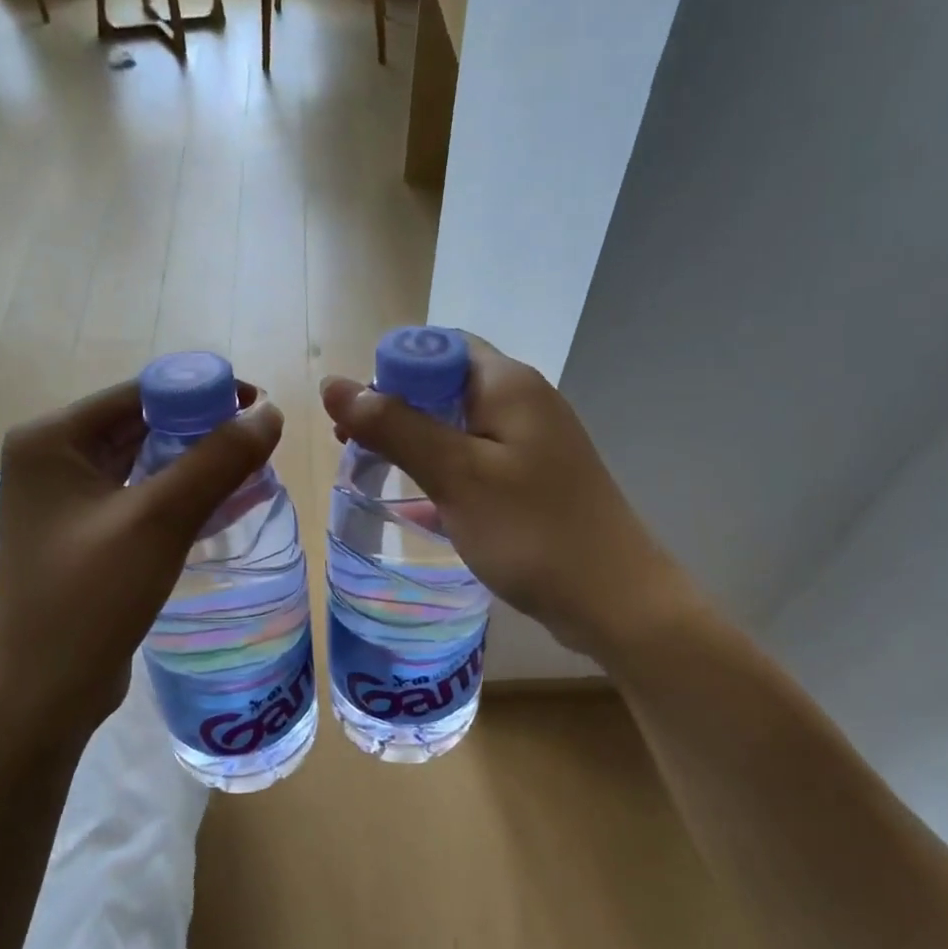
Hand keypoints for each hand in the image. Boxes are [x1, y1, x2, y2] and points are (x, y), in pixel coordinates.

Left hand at [0, 379, 283, 733]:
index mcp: (51, 440)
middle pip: (140, 424)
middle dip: (201, 429)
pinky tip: (220, 504)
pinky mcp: (81, 535)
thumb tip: (269, 413)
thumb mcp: (159, 521)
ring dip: (193, 463)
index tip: (258, 407)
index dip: (202, 391)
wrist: (43, 692)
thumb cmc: (91, 598)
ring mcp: (63, 501)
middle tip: (260, 442)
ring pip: (142, 463)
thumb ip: (216, 461)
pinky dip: (177, 495)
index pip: (138, 393)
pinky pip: (138, 497)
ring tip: (250, 469)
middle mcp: (51, 460)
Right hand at [320, 336, 693, 661]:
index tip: (359, 416)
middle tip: (355, 448)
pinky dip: (443, 473)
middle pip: (446, 384)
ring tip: (374, 473)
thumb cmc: (531, 531)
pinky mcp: (534, 480)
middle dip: (396, 409)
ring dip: (415, 443)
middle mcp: (524, 401)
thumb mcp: (455, 475)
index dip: (391, 371)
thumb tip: (333, 385)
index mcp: (507, 384)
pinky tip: (415, 505)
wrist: (614, 601)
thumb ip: (394, 427)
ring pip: (459, 426)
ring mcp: (532, 443)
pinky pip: (476, 462)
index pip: (438, 347)